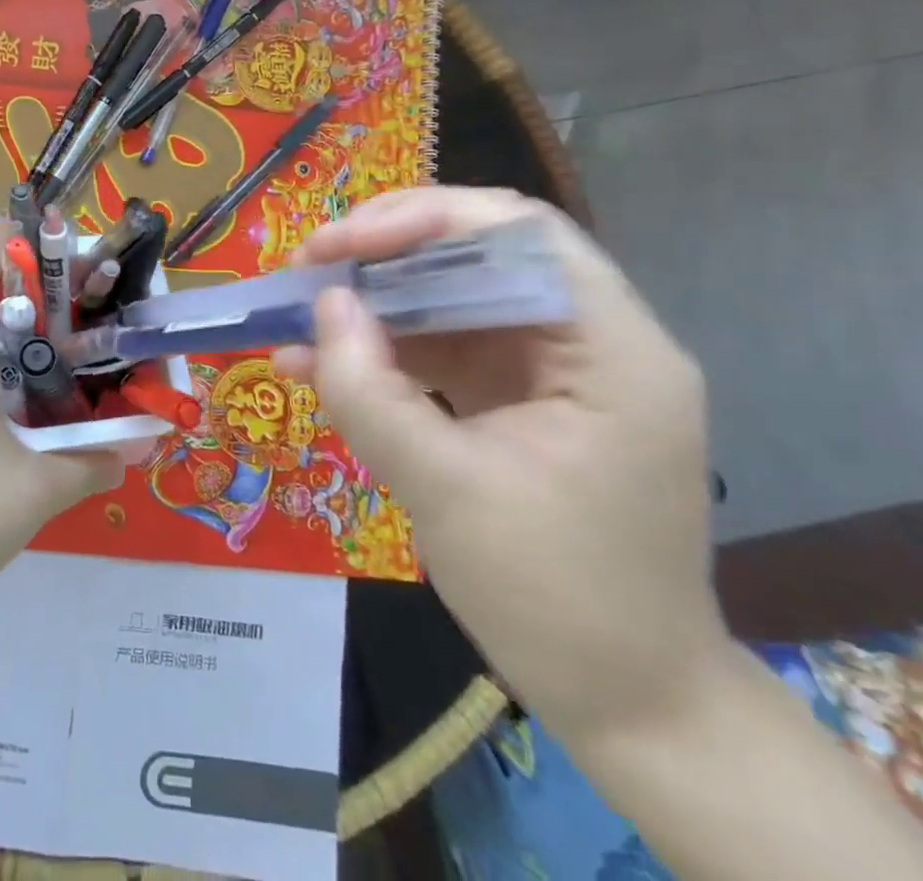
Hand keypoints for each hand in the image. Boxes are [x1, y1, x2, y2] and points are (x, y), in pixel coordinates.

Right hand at [273, 187, 727, 744]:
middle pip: (481, 253)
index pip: (520, 234)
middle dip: (386, 253)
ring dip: (374, 301)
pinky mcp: (519, 396)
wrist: (626, 704)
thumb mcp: (446, 492)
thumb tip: (322, 305)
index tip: (340, 244)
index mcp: (612, 350)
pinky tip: (316, 364)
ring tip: (296, 313)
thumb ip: (372, 392)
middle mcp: (591, 340)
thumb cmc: (556, 600)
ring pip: (452, 296)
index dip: (424, 219)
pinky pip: (443, 348)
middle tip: (309, 266)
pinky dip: (382, 350)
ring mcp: (553, 368)